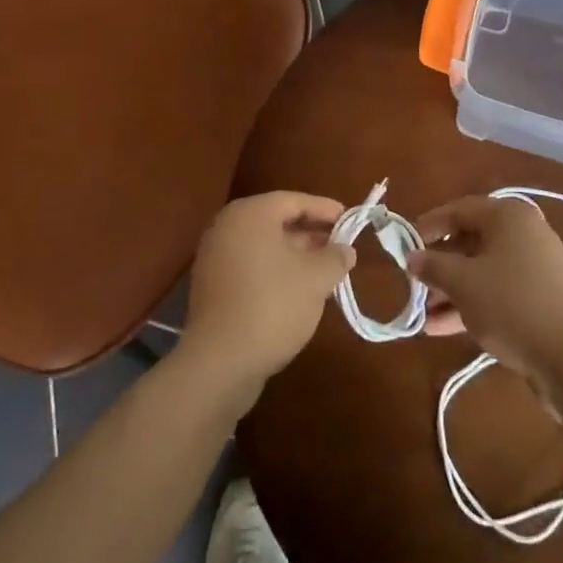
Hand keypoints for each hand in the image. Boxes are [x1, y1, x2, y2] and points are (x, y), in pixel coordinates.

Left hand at [181, 191, 354, 400]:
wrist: (220, 362)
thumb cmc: (273, 306)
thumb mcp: (316, 279)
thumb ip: (335, 257)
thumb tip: (345, 249)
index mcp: (250, 214)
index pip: (294, 201)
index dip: (325, 209)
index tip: (349, 220)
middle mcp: (227, 226)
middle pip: (276, 220)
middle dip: (311, 232)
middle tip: (340, 244)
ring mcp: (215, 256)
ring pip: (264, 245)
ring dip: (295, 253)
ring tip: (325, 269)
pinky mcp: (212, 285)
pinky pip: (251, 265)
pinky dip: (275, 269)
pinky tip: (298, 289)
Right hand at [406, 195, 562, 383]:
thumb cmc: (511, 305)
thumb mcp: (462, 283)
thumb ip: (433, 266)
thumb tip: (412, 257)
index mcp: (508, 216)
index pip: (459, 210)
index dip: (428, 226)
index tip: (404, 245)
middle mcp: (525, 233)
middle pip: (471, 241)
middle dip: (440, 265)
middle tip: (414, 284)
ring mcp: (537, 266)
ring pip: (484, 270)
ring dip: (452, 290)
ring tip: (423, 315)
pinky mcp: (542, 298)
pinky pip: (499, 291)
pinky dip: (473, 304)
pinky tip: (443, 328)